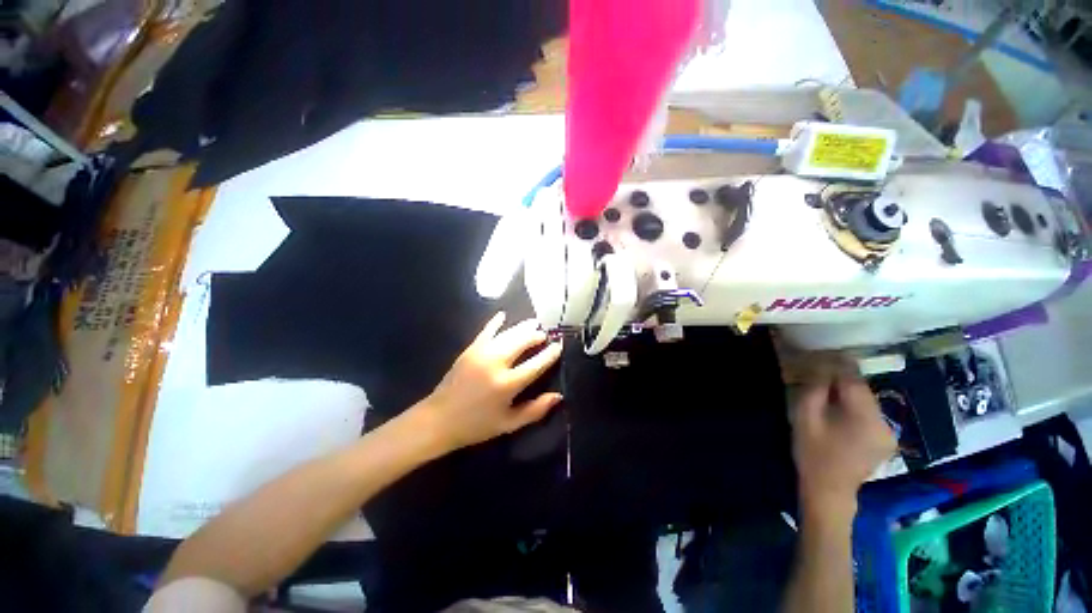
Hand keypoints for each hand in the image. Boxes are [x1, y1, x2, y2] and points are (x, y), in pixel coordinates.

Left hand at [416, 312, 562, 451]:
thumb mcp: (509, 424)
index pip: (536, 364)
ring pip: (507, 334)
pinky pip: (486, 332)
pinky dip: (495, 323)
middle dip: (535, 336)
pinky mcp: (470, 350)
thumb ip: (535, 410)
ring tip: (533, 323)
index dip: (550, 354)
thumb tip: (558, 396)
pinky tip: (503, 315)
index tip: (558, 345)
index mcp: (507, 384)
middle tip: (544, 334)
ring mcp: (481, 354)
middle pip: (522, 342)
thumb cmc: (477, 425)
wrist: (439, 420)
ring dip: (522, 327)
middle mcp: (496, 364)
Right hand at [791, 362, 895, 519]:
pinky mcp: (886, 440)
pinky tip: (841, 412)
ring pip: (867, 402)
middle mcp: (884, 423)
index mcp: (865, 418)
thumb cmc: (813, 453)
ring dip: (849, 394)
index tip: (825, 354)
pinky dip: (856, 407)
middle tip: (821, 375)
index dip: (839, 365)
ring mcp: (889, 433)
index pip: (854, 381)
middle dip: (843, 380)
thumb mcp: (805, 418)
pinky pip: (870, 414)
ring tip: (829, 393)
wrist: (829, 490)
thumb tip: (821, 369)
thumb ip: (815, 391)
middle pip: (863, 390)